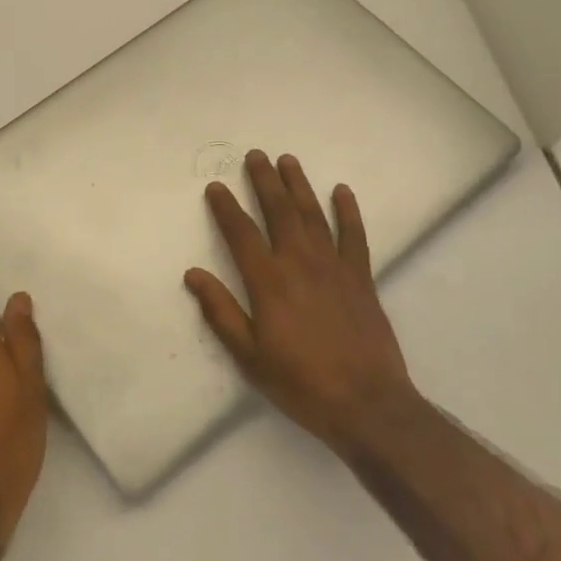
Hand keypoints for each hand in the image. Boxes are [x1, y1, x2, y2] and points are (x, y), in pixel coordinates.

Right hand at [185, 150, 421, 454]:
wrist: (366, 404)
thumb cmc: (300, 383)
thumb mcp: (249, 356)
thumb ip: (221, 312)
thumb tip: (193, 275)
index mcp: (268, 282)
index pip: (241, 233)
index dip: (226, 208)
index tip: (216, 187)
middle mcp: (300, 263)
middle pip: (280, 211)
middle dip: (265, 181)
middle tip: (255, 155)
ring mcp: (334, 267)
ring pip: (313, 215)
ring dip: (299, 185)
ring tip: (288, 160)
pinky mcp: (361, 277)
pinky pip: (354, 235)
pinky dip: (348, 211)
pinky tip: (342, 191)